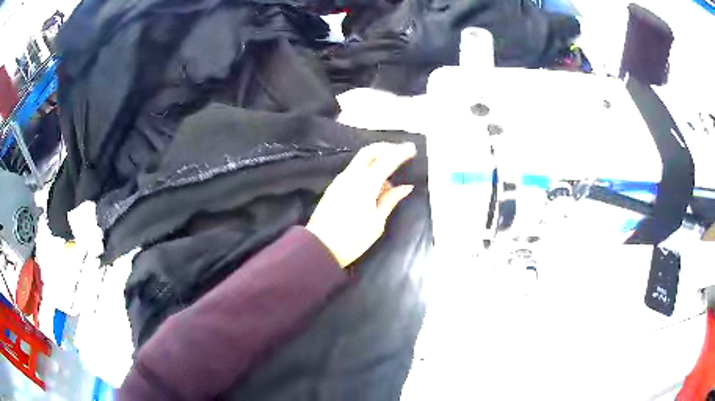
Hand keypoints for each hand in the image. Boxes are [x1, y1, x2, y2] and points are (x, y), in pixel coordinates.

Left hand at [306, 142, 416, 267]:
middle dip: (386, 148)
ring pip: (360, 160)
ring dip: (376, 159)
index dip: (400, 152)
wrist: (319, 247)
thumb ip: (390, 200)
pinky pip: (353, 170)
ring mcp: (340, 180)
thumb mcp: (376, 223)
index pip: (386, 160)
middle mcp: (351, 177)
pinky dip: (366, 169)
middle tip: (400, 152)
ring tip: (390, 173)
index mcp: (365, 185)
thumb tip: (405, 187)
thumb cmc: (352, 239)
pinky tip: (374, 184)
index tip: (412, 148)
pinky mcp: (334, 187)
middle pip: (369, 151)